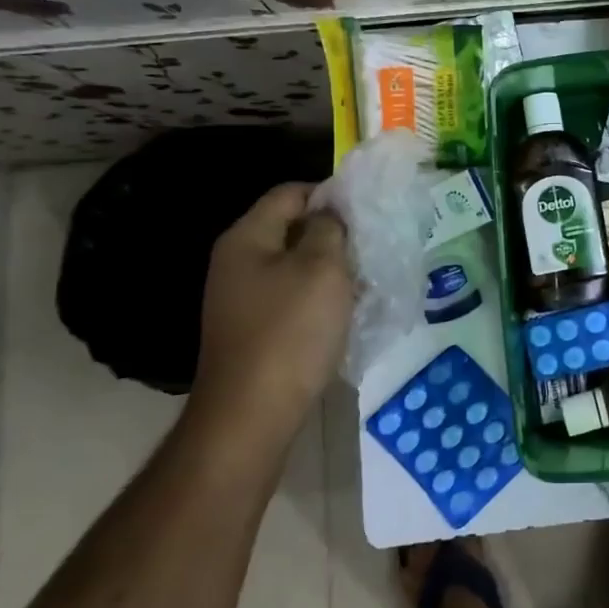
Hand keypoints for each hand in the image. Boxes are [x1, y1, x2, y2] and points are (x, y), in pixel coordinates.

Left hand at [188, 183, 353, 445]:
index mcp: (246, 238)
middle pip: (291, 228)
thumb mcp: (322, 268)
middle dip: (334, 233)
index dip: (330, 194)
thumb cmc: (290, 331)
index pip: (290, 193)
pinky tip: (345, 311)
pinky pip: (292, 296)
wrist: (252, 414)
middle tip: (371, 246)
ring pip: (295, 265)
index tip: (367, 212)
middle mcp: (237, 262)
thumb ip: (330, 228)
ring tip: (365, 279)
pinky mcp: (253, 328)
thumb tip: (331, 212)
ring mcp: (242, 298)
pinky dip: (319, 297)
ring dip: (330, 268)